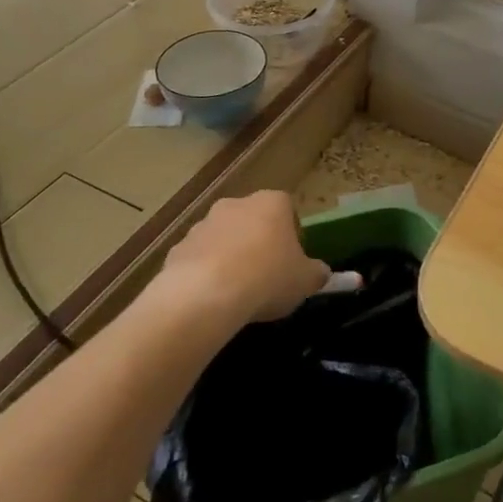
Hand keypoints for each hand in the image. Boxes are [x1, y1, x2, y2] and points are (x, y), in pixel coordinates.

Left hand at [159, 190, 334, 324]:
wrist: (206, 295)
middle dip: (259, 243)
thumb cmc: (267, 278)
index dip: (291, 236)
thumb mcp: (305, 280)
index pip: (288, 209)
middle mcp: (236, 204)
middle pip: (253, 221)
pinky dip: (205, 273)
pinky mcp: (178, 247)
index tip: (291, 262)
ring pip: (224, 238)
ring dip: (230, 257)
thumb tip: (324, 273)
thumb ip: (318, 274)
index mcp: (272, 202)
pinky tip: (211, 299)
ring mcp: (204, 223)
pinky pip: (199, 258)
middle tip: (266, 276)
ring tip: (237, 292)